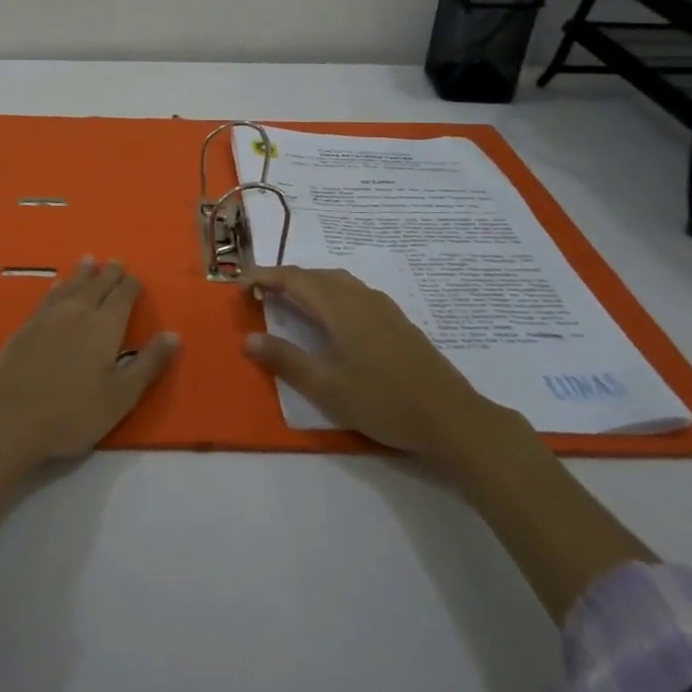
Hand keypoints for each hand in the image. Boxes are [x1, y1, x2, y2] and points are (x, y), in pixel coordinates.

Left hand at [0, 257, 179, 465]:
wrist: (10, 420)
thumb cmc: (73, 413)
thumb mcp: (121, 396)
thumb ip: (148, 363)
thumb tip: (174, 334)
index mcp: (105, 327)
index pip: (122, 297)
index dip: (131, 286)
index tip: (135, 278)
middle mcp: (78, 313)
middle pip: (97, 285)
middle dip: (109, 273)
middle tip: (115, 262)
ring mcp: (48, 318)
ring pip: (70, 286)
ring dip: (82, 273)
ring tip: (89, 261)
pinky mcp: (25, 328)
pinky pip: (47, 298)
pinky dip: (57, 288)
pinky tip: (55, 287)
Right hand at [246, 265, 655, 624]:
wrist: (451, 417)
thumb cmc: (383, 401)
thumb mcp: (327, 387)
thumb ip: (286, 360)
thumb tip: (249, 339)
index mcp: (339, 308)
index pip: (294, 279)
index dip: (265, 277)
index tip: (241, 284)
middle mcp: (360, 298)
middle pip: (316, 275)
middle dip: (285, 278)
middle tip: (261, 292)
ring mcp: (383, 308)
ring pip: (338, 281)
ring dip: (310, 283)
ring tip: (291, 300)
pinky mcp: (398, 321)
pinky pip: (354, 291)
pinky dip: (331, 292)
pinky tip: (334, 316)